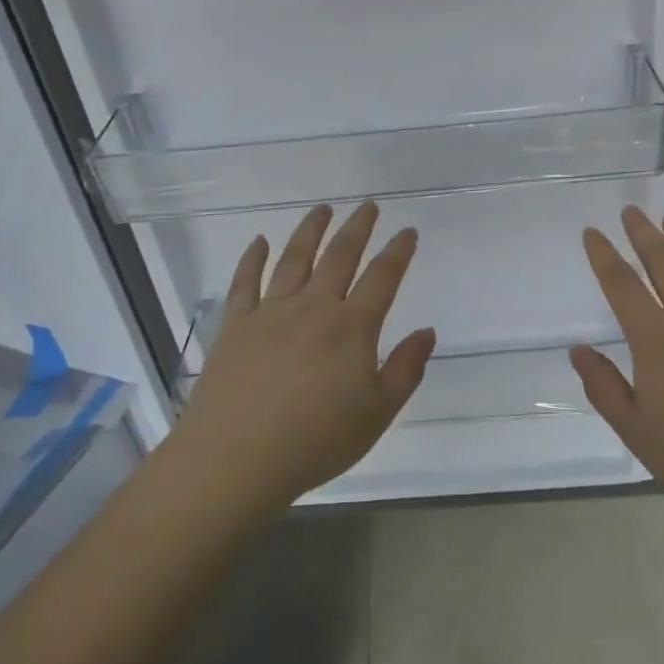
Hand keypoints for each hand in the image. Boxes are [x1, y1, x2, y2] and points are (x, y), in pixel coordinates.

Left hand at [171, 202, 435, 513]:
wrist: (236, 458)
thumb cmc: (316, 441)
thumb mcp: (377, 414)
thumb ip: (406, 369)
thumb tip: (427, 331)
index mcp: (352, 327)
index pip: (382, 277)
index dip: (398, 251)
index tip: (407, 231)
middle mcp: (313, 307)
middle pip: (340, 256)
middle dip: (358, 227)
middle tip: (368, 205)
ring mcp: (271, 312)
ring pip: (295, 258)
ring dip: (311, 230)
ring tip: (322, 209)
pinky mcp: (236, 325)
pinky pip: (245, 282)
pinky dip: (253, 258)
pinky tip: (260, 242)